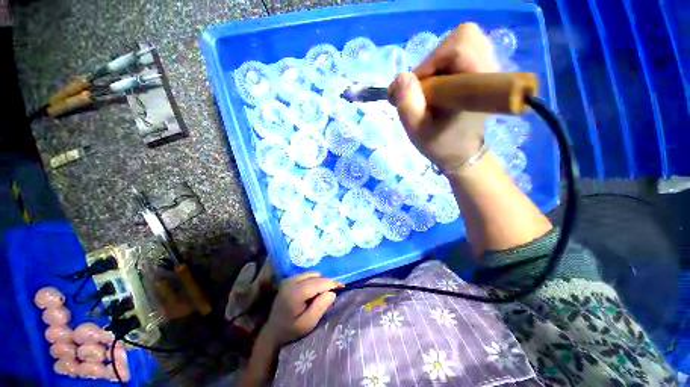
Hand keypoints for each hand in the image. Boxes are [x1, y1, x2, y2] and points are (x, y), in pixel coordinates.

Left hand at [262, 272, 341, 346]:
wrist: (272, 332)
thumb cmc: (290, 331)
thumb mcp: (307, 324)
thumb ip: (319, 307)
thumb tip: (332, 292)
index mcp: (296, 292)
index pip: (319, 283)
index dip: (332, 283)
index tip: (343, 286)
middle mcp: (292, 281)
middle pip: (316, 276)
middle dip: (326, 283)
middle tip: (333, 293)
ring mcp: (290, 279)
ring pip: (312, 274)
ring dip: (320, 281)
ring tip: (323, 294)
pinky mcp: (289, 279)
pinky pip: (307, 275)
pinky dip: (314, 280)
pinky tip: (314, 291)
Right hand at [390, 23, 499, 173]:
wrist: (462, 151)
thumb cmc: (440, 143)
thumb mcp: (417, 130)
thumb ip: (408, 104)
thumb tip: (401, 77)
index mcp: (479, 85)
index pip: (459, 46)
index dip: (430, 63)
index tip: (417, 90)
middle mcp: (491, 68)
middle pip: (462, 37)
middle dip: (434, 61)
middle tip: (425, 88)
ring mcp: (490, 66)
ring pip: (462, 40)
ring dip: (438, 62)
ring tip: (432, 88)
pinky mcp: (484, 68)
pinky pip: (464, 49)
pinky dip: (445, 62)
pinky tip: (440, 83)